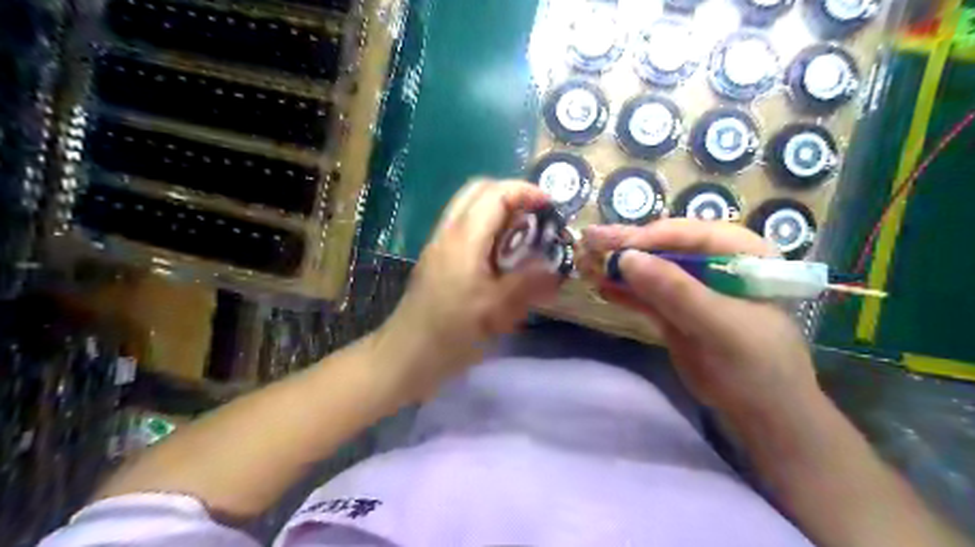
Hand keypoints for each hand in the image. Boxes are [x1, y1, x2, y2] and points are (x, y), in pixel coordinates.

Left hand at [380, 178, 563, 397]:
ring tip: (521, 235)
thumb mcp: (496, 310)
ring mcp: (438, 244)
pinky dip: (485, 227)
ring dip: (497, 210)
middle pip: (478, 190)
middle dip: (510, 195)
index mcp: (464, 238)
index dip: (525, 191)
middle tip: (534, 216)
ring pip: (468, 207)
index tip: (550, 206)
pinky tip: (499, 256)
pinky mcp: (436, 258)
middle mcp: (448, 232)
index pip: (495, 193)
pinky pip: (463, 227)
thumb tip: (556, 267)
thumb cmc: (452, 331)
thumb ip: (529, 283)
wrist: (407, 354)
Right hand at [578, 217, 821, 417]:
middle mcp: (717, 263)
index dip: (651, 236)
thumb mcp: (720, 327)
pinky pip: (647, 294)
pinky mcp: (676, 309)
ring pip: (652, 269)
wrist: (762, 414)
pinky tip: (600, 285)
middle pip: (667, 246)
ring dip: (620, 266)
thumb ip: (676, 291)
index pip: (692, 234)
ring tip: (585, 260)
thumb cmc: (756, 367)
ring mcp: (694, 287)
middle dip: (628, 245)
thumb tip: (626, 258)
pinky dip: (624, 290)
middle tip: (589, 239)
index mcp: (743, 254)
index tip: (613, 244)